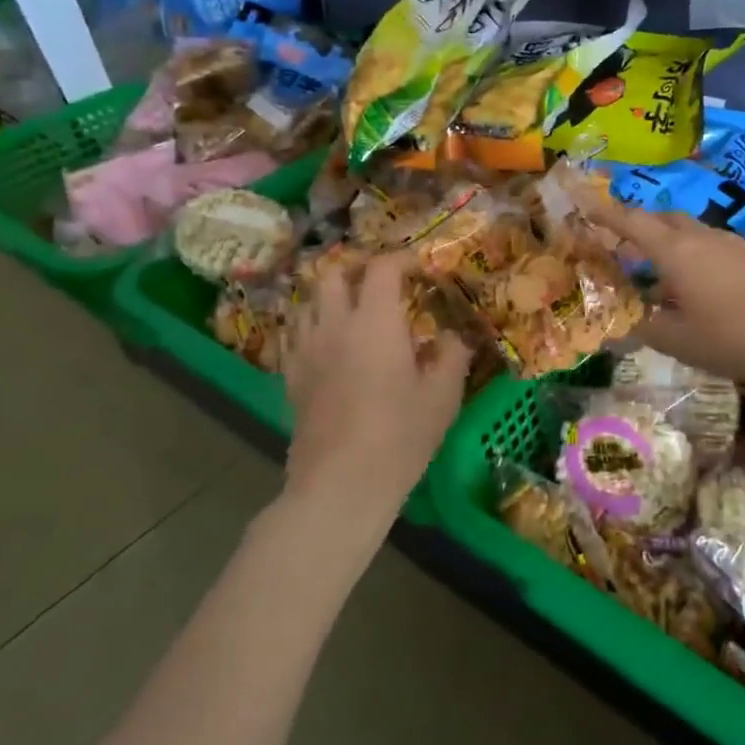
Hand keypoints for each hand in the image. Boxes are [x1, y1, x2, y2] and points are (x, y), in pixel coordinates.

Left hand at [283, 251, 470, 526]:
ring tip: (355, 311)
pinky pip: (296, 333)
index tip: (421, 269)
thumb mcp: (442, 396)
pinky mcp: (291, 375)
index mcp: (375, 320)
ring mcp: (306, 349)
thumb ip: (452, 355)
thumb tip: (453, 336)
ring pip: (309, 300)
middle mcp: (334, 324)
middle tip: (384, 285)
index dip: (403, 259)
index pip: (382, 267)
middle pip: (334, 273)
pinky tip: (330, 345)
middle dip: (359, 270)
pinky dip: (314, 325)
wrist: (340, 485)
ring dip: (332, 295)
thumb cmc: (399, 436)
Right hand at [583, 201, 744, 383]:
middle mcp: (699, 237)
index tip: (582, 201)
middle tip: (616, 244)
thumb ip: (643, 328)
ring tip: (650, 269)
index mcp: (675, 251)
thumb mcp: (678, 340)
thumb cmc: (733, 335)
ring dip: (663, 240)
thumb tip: (618, 323)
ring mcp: (727, 244)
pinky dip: (686, 253)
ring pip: (685, 229)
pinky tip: (689, 283)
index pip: (631, 222)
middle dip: (635, 225)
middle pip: (660, 218)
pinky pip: (705, 243)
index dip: (603, 212)